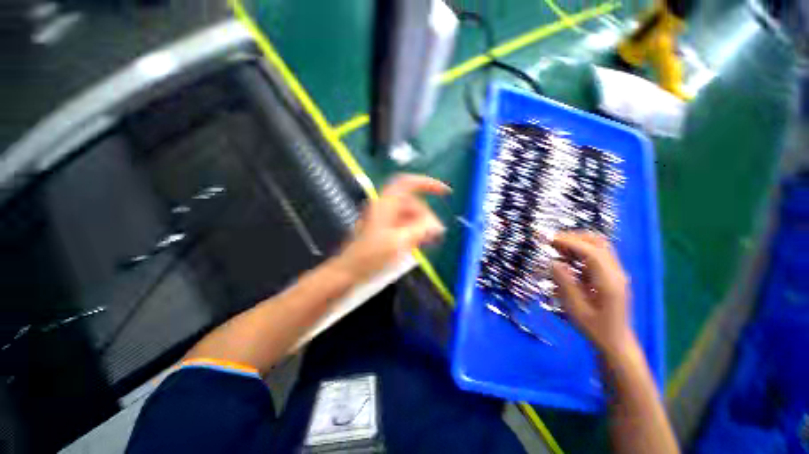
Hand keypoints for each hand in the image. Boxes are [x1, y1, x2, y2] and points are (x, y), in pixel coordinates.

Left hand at [336, 174, 448, 280]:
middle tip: (436, 233)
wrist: (350, 271)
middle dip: (426, 216)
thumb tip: (437, 225)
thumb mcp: (398, 242)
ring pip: (410, 216)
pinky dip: (415, 231)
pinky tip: (420, 242)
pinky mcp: (386, 230)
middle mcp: (386, 208)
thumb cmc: (370, 256)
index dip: (427, 183)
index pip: (407, 183)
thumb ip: (420, 231)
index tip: (445, 192)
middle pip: (413, 203)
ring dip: (422, 225)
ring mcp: (385, 219)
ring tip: (429, 240)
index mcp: (386, 204)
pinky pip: (405, 225)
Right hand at [551, 231, 636, 358]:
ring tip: (556, 247)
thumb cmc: (594, 328)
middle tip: (551, 242)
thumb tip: (554, 262)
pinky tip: (567, 257)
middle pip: (598, 243)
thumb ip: (565, 283)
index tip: (549, 240)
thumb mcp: (575, 308)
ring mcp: (616, 272)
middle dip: (573, 237)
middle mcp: (616, 273)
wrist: (615, 341)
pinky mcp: (612, 274)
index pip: (591, 252)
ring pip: (599, 245)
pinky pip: (597, 253)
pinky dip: (580, 249)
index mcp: (609, 282)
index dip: (569, 242)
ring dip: (577, 242)